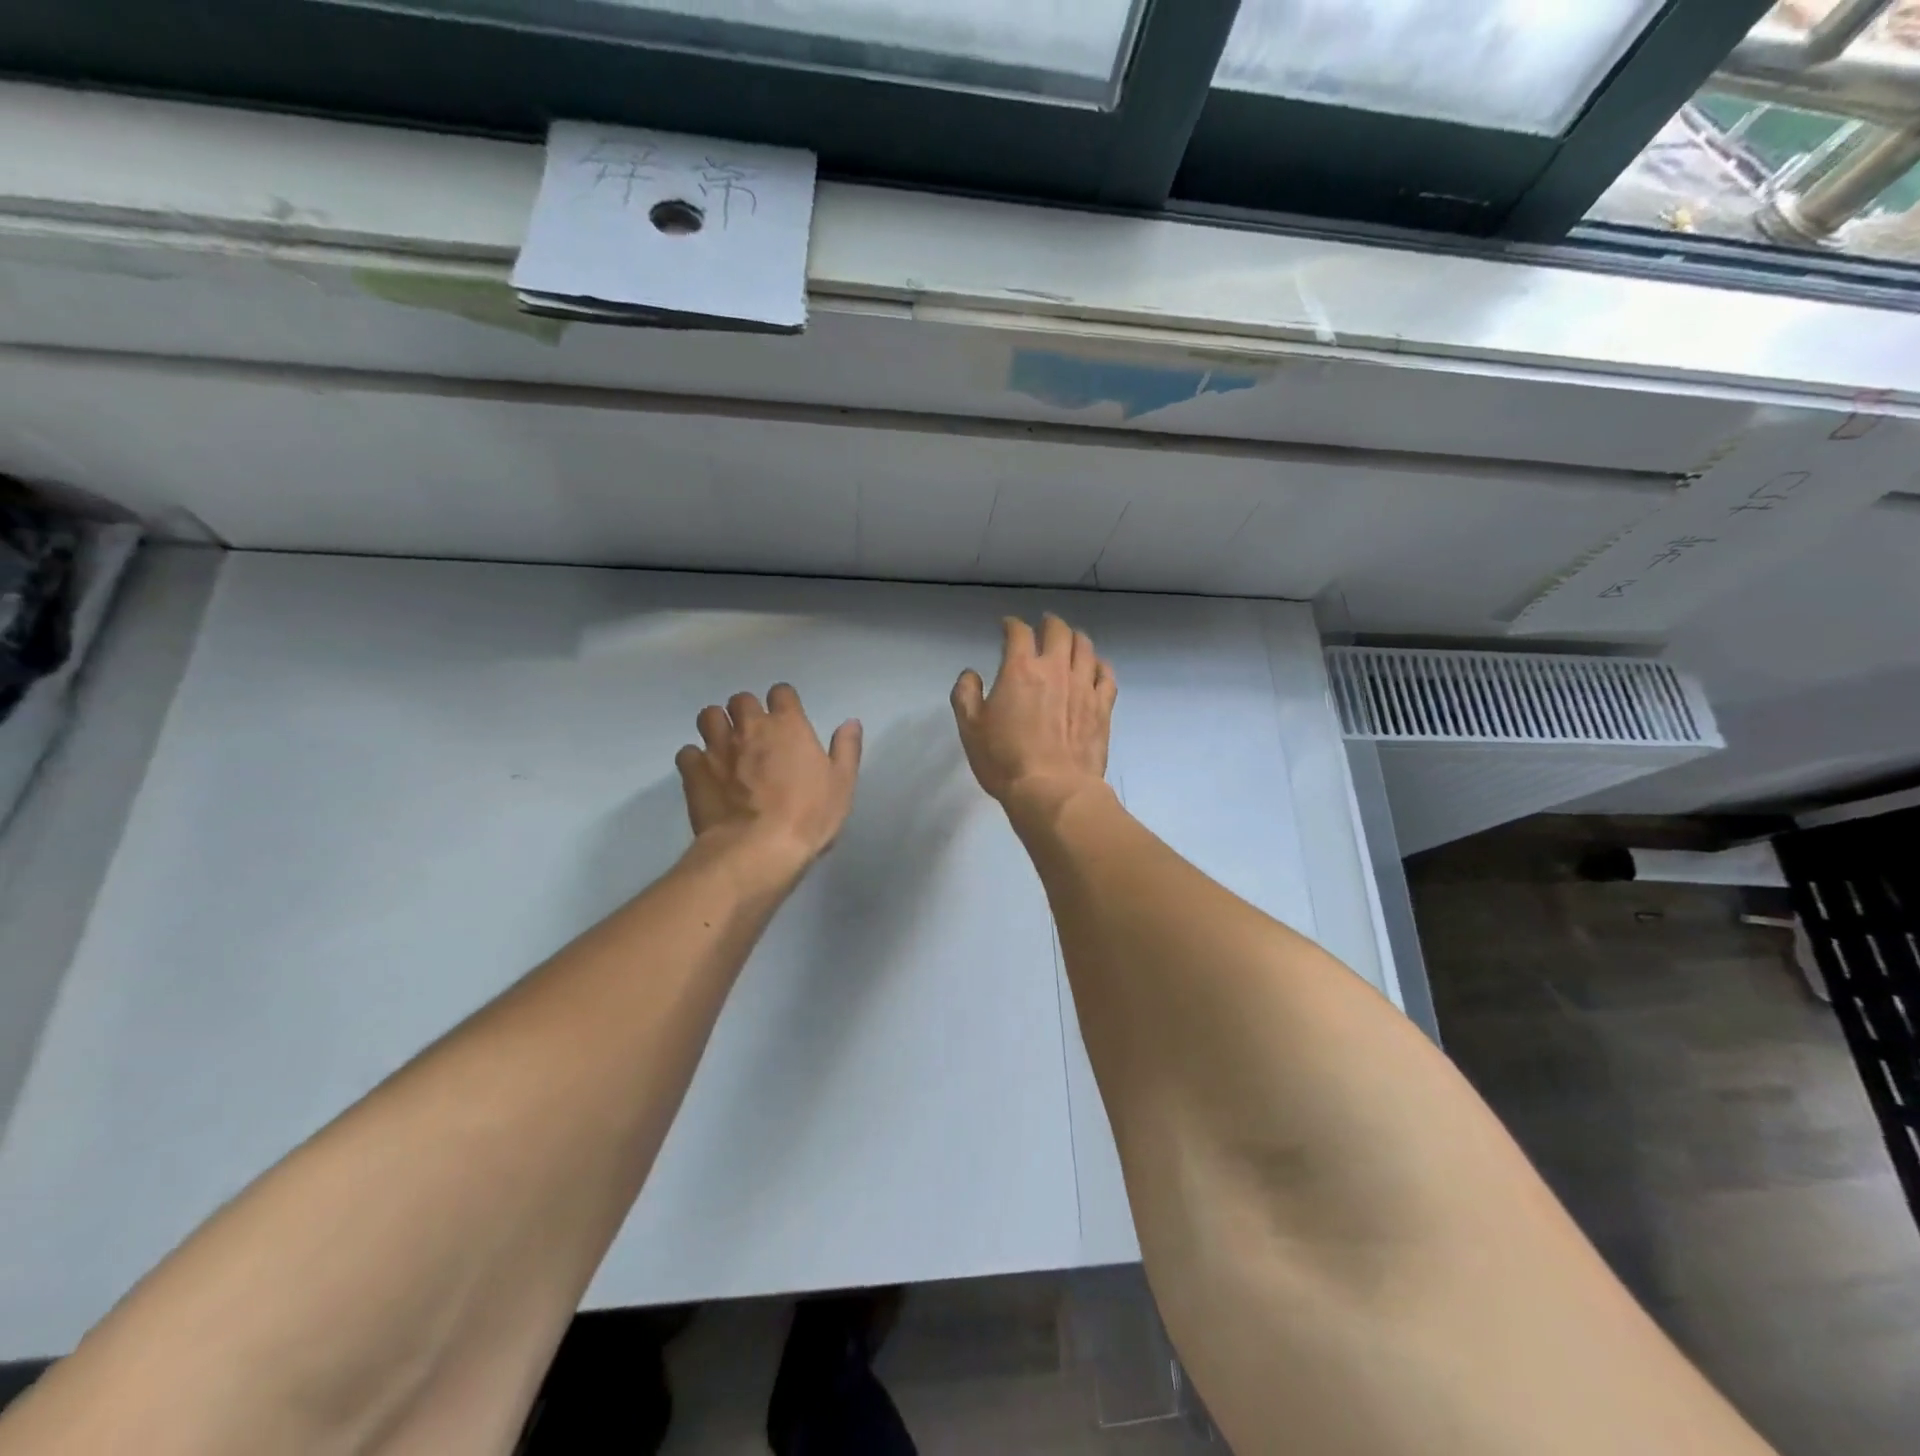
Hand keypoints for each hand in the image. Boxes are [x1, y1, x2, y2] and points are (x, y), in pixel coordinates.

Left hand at [676, 684, 861, 872]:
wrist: (759, 848)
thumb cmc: (809, 815)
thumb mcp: (842, 784)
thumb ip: (846, 749)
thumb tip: (850, 722)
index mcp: (788, 725)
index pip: (781, 693)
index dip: (783, 703)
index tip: (787, 720)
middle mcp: (750, 727)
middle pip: (741, 699)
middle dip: (747, 711)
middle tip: (755, 734)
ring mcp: (717, 747)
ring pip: (708, 716)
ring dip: (717, 726)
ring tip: (726, 746)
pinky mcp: (693, 771)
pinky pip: (687, 752)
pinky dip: (695, 759)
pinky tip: (704, 773)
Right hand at [951, 615, 1116, 820]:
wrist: (1052, 790)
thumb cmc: (1005, 760)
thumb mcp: (970, 728)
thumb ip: (966, 694)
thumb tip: (971, 674)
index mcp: (1020, 669)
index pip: (1018, 632)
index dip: (1012, 624)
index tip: (1007, 626)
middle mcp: (1056, 669)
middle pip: (1058, 631)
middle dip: (1049, 623)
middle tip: (1044, 625)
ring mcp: (1084, 686)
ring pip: (1085, 647)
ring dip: (1075, 638)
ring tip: (1070, 641)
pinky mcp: (1102, 706)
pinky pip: (1106, 674)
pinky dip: (1099, 664)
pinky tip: (1095, 668)